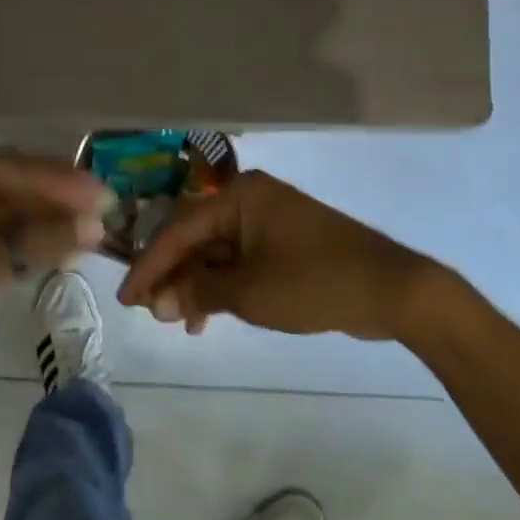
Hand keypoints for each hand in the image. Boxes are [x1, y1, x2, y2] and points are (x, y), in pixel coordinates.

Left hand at [0, 151, 111, 389]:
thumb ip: (38, 241)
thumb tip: (98, 227)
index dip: (52, 181)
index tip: (99, 191)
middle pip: (2, 183)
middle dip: (51, 200)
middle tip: (103, 207)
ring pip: (2, 208)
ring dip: (43, 220)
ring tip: (93, 228)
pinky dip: (25, 238)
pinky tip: (65, 242)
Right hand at [117, 171, 437, 340]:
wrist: (393, 290)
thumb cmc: (315, 283)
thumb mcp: (248, 292)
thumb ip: (197, 292)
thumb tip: (158, 303)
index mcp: (238, 197)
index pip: (177, 230)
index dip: (148, 267)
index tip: (126, 298)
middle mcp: (249, 200)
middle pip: (194, 238)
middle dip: (172, 277)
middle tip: (154, 313)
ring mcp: (268, 221)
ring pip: (214, 252)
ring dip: (195, 285)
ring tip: (182, 322)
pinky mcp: (283, 242)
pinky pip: (238, 260)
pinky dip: (221, 285)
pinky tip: (208, 316)